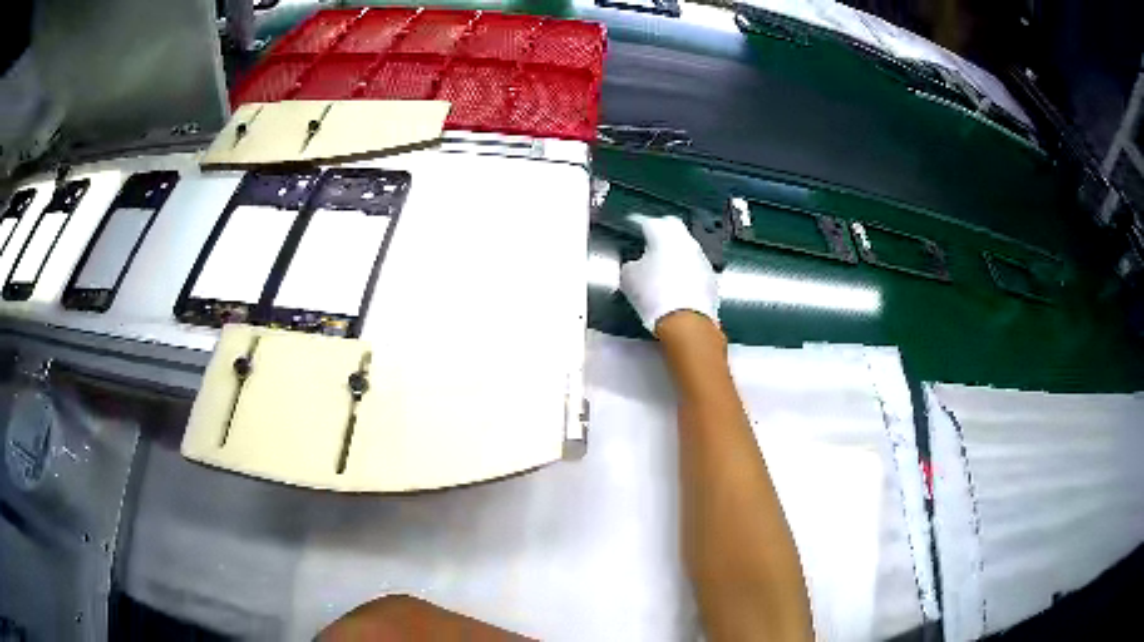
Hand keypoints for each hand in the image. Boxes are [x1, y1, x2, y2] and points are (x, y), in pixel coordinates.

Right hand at [619, 215, 719, 335]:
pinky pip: (696, 267)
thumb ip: (630, 263)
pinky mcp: (711, 278)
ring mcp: (702, 259)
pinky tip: (677, 286)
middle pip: (673, 228)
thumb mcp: (628, 278)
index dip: (638, 226)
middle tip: (649, 245)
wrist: (686, 322)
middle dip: (661, 233)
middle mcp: (687, 241)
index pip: (648, 222)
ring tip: (663, 269)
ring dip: (675, 253)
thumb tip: (635, 264)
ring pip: (686, 248)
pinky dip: (686, 272)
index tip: (633, 232)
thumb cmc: (654, 295)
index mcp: (664, 234)